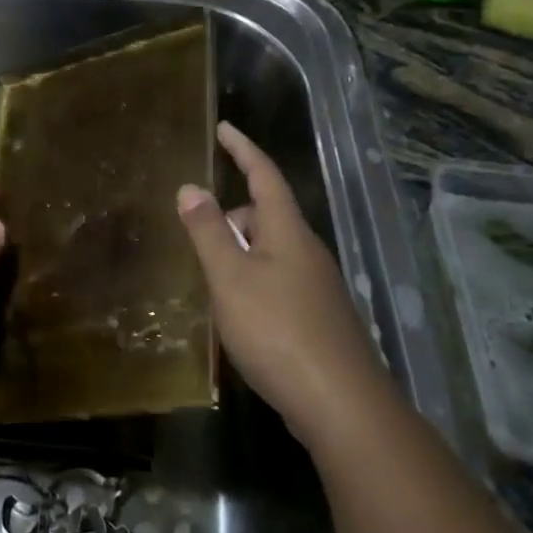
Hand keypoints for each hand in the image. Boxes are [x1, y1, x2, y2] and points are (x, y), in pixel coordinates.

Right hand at [176, 122, 383, 445]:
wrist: (341, 404)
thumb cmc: (278, 331)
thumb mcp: (230, 279)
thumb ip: (208, 232)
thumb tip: (190, 186)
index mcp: (288, 232)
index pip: (264, 175)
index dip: (243, 149)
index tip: (224, 128)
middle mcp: (307, 251)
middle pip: (266, 215)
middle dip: (232, 215)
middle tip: (197, 234)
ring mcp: (317, 286)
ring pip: (271, 251)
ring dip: (240, 253)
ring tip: (210, 279)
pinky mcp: (319, 317)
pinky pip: (278, 281)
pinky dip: (253, 281)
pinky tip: (238, 313)